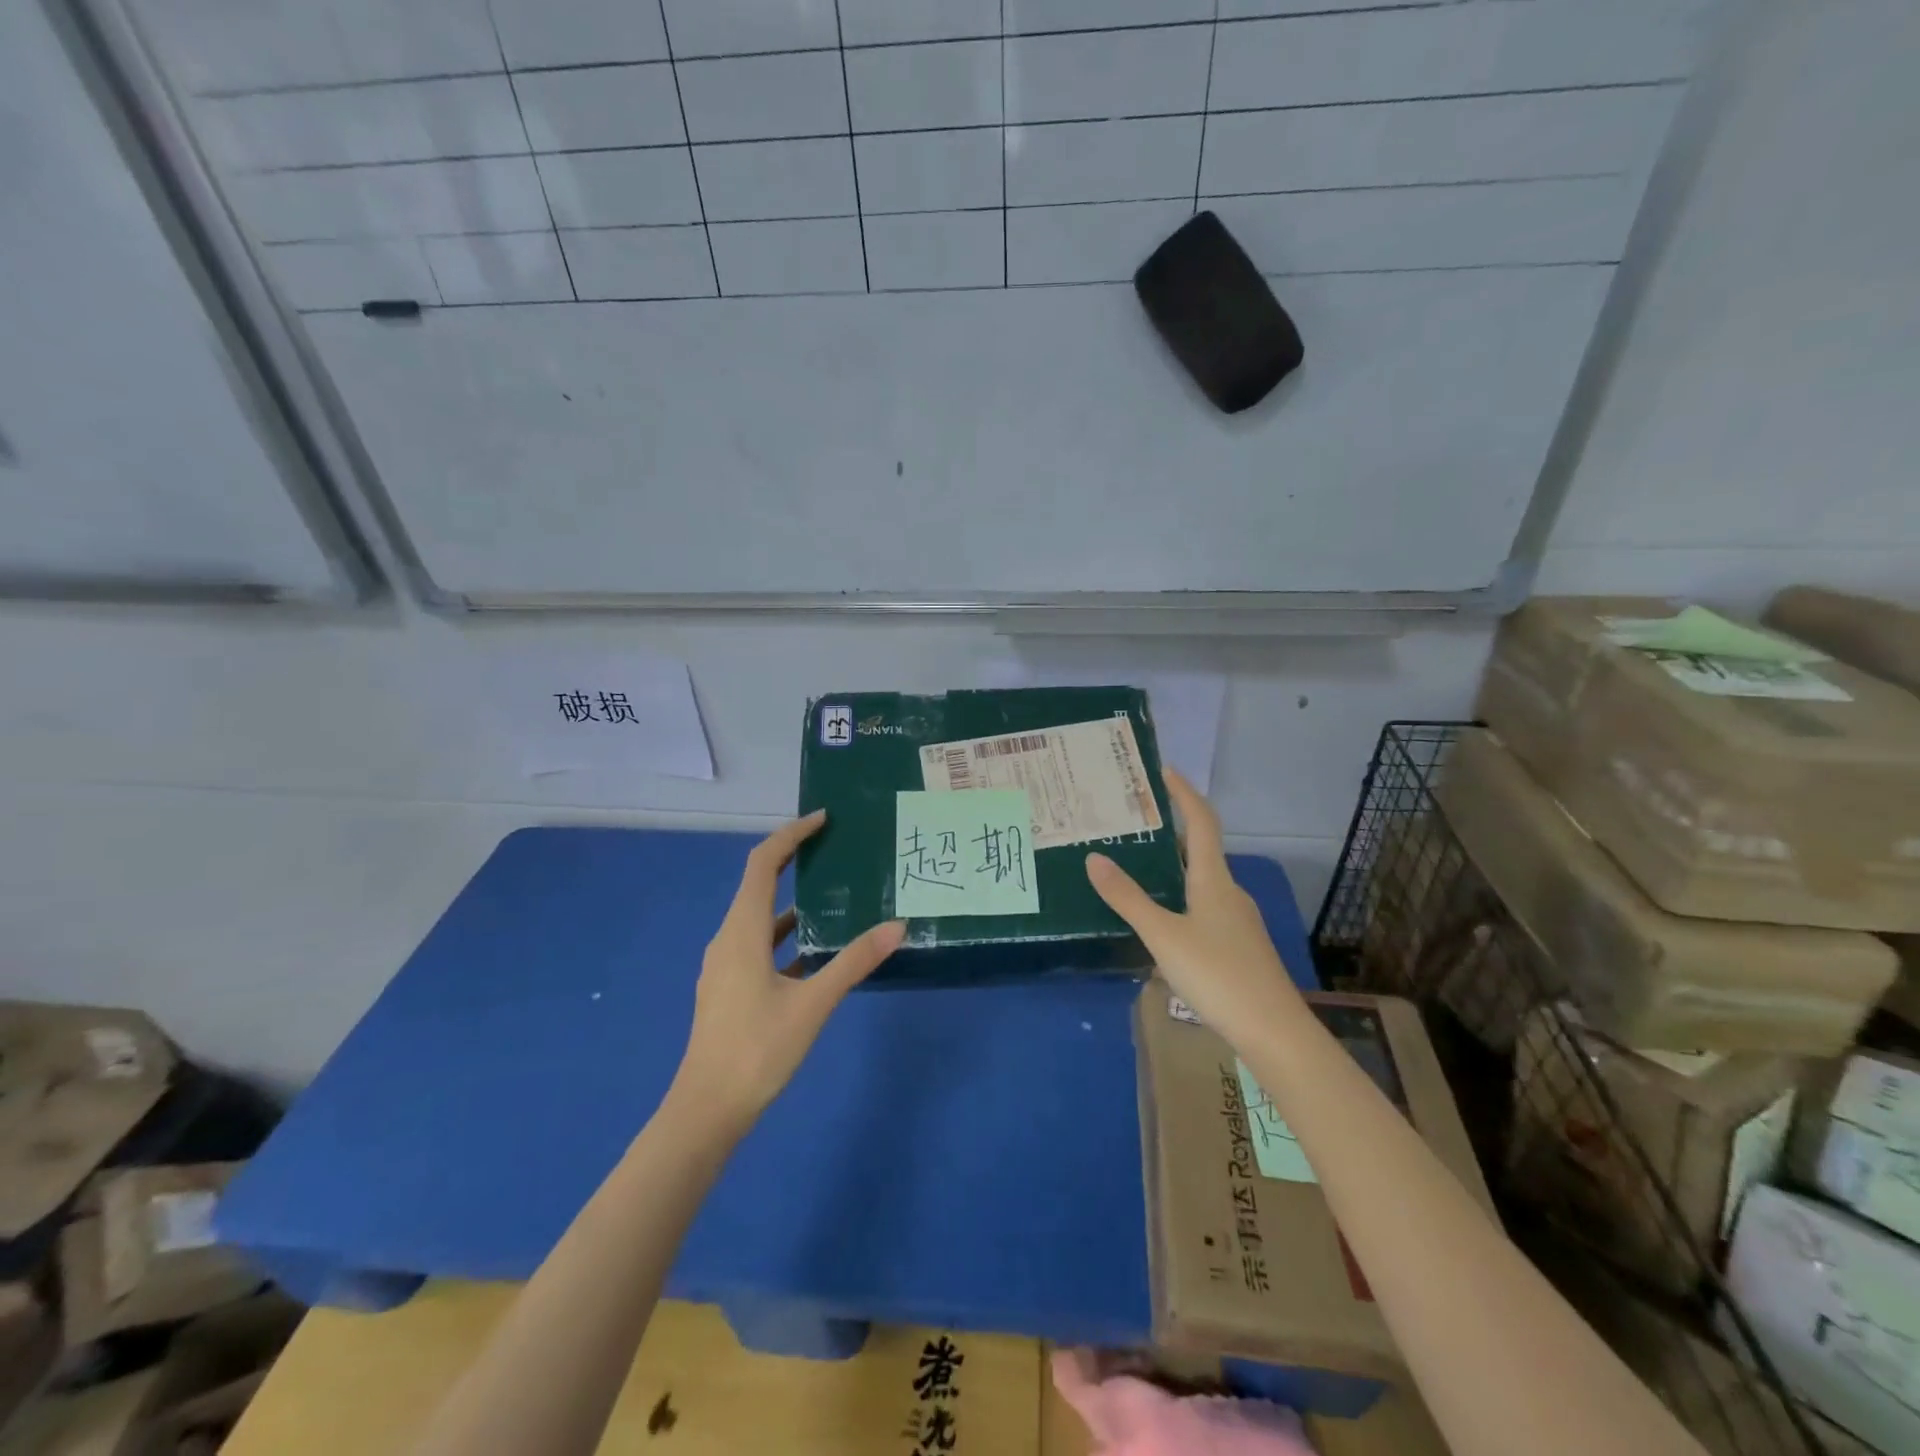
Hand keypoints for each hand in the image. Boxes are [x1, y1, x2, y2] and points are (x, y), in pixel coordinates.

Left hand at [675, 811, 904, 1129]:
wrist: (706, 1111)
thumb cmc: (757, 1050)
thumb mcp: (813, 1004)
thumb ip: (854, 961)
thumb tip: (898, 926)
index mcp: (742, 931)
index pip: (763, 863)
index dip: (791, 835)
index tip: (823, 819)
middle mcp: (729, 937)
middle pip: (759, 882)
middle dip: (793, 858)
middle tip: (833, 845)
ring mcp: (726, 964)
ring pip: (760, 915)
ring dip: (792, 897)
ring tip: (833, 892)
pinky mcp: (730, 986)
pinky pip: (760, 943)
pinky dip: (786, 932)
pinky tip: (816, 949)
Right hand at [1084, 768, 1298, 1031]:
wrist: (1275, 1033)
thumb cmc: (1218, 975)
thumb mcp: (1163, 936)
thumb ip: (1128, 899)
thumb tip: (1094, 857)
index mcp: (1213, 880)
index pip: (1200, 822)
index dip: (1184, 793)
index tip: (1164, 770)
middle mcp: (1229, 892)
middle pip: (1200, 850)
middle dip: (1169, 832)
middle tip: (1132, 824)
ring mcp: (1237, 921)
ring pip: (1201, 882)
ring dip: (1173, 868)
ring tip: (1137, 869)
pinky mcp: (1239, 947)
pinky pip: (1204, 908)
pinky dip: (1180, 898)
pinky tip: (1161, 921)